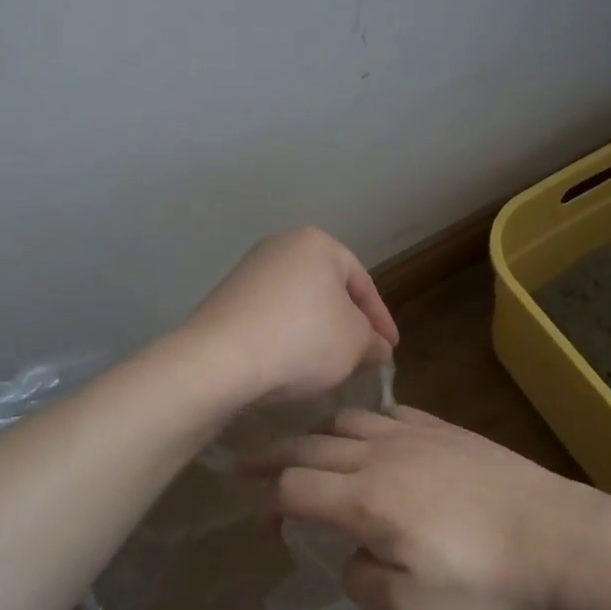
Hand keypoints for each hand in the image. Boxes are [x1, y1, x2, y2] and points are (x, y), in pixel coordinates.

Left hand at [183, 226, 399, 405]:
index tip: (391, 350)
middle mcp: (281, 246)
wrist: (219, 360)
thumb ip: (374, 341)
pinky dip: (287, 337)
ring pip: (299, 304)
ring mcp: (249, 271)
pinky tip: (291, 364)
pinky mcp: (226, 298)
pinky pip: (270, 317)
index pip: (363, 283)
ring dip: (317, 332)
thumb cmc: (302, 340)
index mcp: (318, 244)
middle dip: (348, 324)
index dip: (382, 320)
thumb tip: (377, 347)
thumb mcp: (356, 343)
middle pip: (329, 290)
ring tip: (329, 365)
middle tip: (362, 356)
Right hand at [247, 406, 610, 609]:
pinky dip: (368, 421)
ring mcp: (420, 436)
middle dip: (275, 456)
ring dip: (319, 434)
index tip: (261, 519)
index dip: (268, 500)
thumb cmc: (487, 587)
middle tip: (249, 465)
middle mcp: (384, 455)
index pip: (295, 486)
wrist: (564, 542)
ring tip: (309, 449)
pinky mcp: (451, 432)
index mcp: (366, 499)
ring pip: (351, 420)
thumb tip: (354, 555)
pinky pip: (395, 413)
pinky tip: (374, 434)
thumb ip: (363, 581)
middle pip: (313, 445)